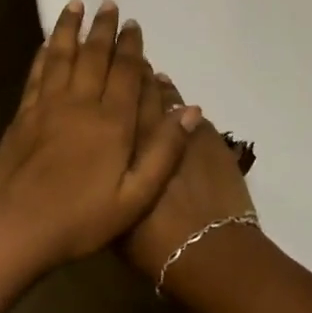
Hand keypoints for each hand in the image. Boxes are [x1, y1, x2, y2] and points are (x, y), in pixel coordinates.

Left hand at [0, 0, 199, 272]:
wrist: (18, 228)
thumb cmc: (82, 219)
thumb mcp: (136, 196)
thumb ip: (164, 151)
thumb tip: (191, 109)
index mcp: (112, 123)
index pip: (126, 73)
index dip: (131, 47)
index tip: (133, 24)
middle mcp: (80, 105)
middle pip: (94, 57)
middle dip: (103, 29)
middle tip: (108, 4)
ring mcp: (47, 107)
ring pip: (62, 57)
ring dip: (70, 29)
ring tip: (76, 5)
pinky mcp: (23, 116)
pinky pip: (36, 75)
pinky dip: (44, 55)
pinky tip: (47, 44)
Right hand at [121, 69, 256, 282]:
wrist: (210, 250)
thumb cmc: (155, 246)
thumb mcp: (116, 221)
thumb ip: (107, 187)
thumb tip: (101, 170)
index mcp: (118, 152)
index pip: (110, 107)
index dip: (106, 87)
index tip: (101, 73)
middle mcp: (145, 132)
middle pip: (136, 93)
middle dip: (130, 75)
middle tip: (123, 62)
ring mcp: (180, 131)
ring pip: (165, 97)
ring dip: (155, 85)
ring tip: (149, 74)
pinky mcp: (208, 138)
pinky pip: (190, 112)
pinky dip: (181, 105)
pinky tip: (178, 103)